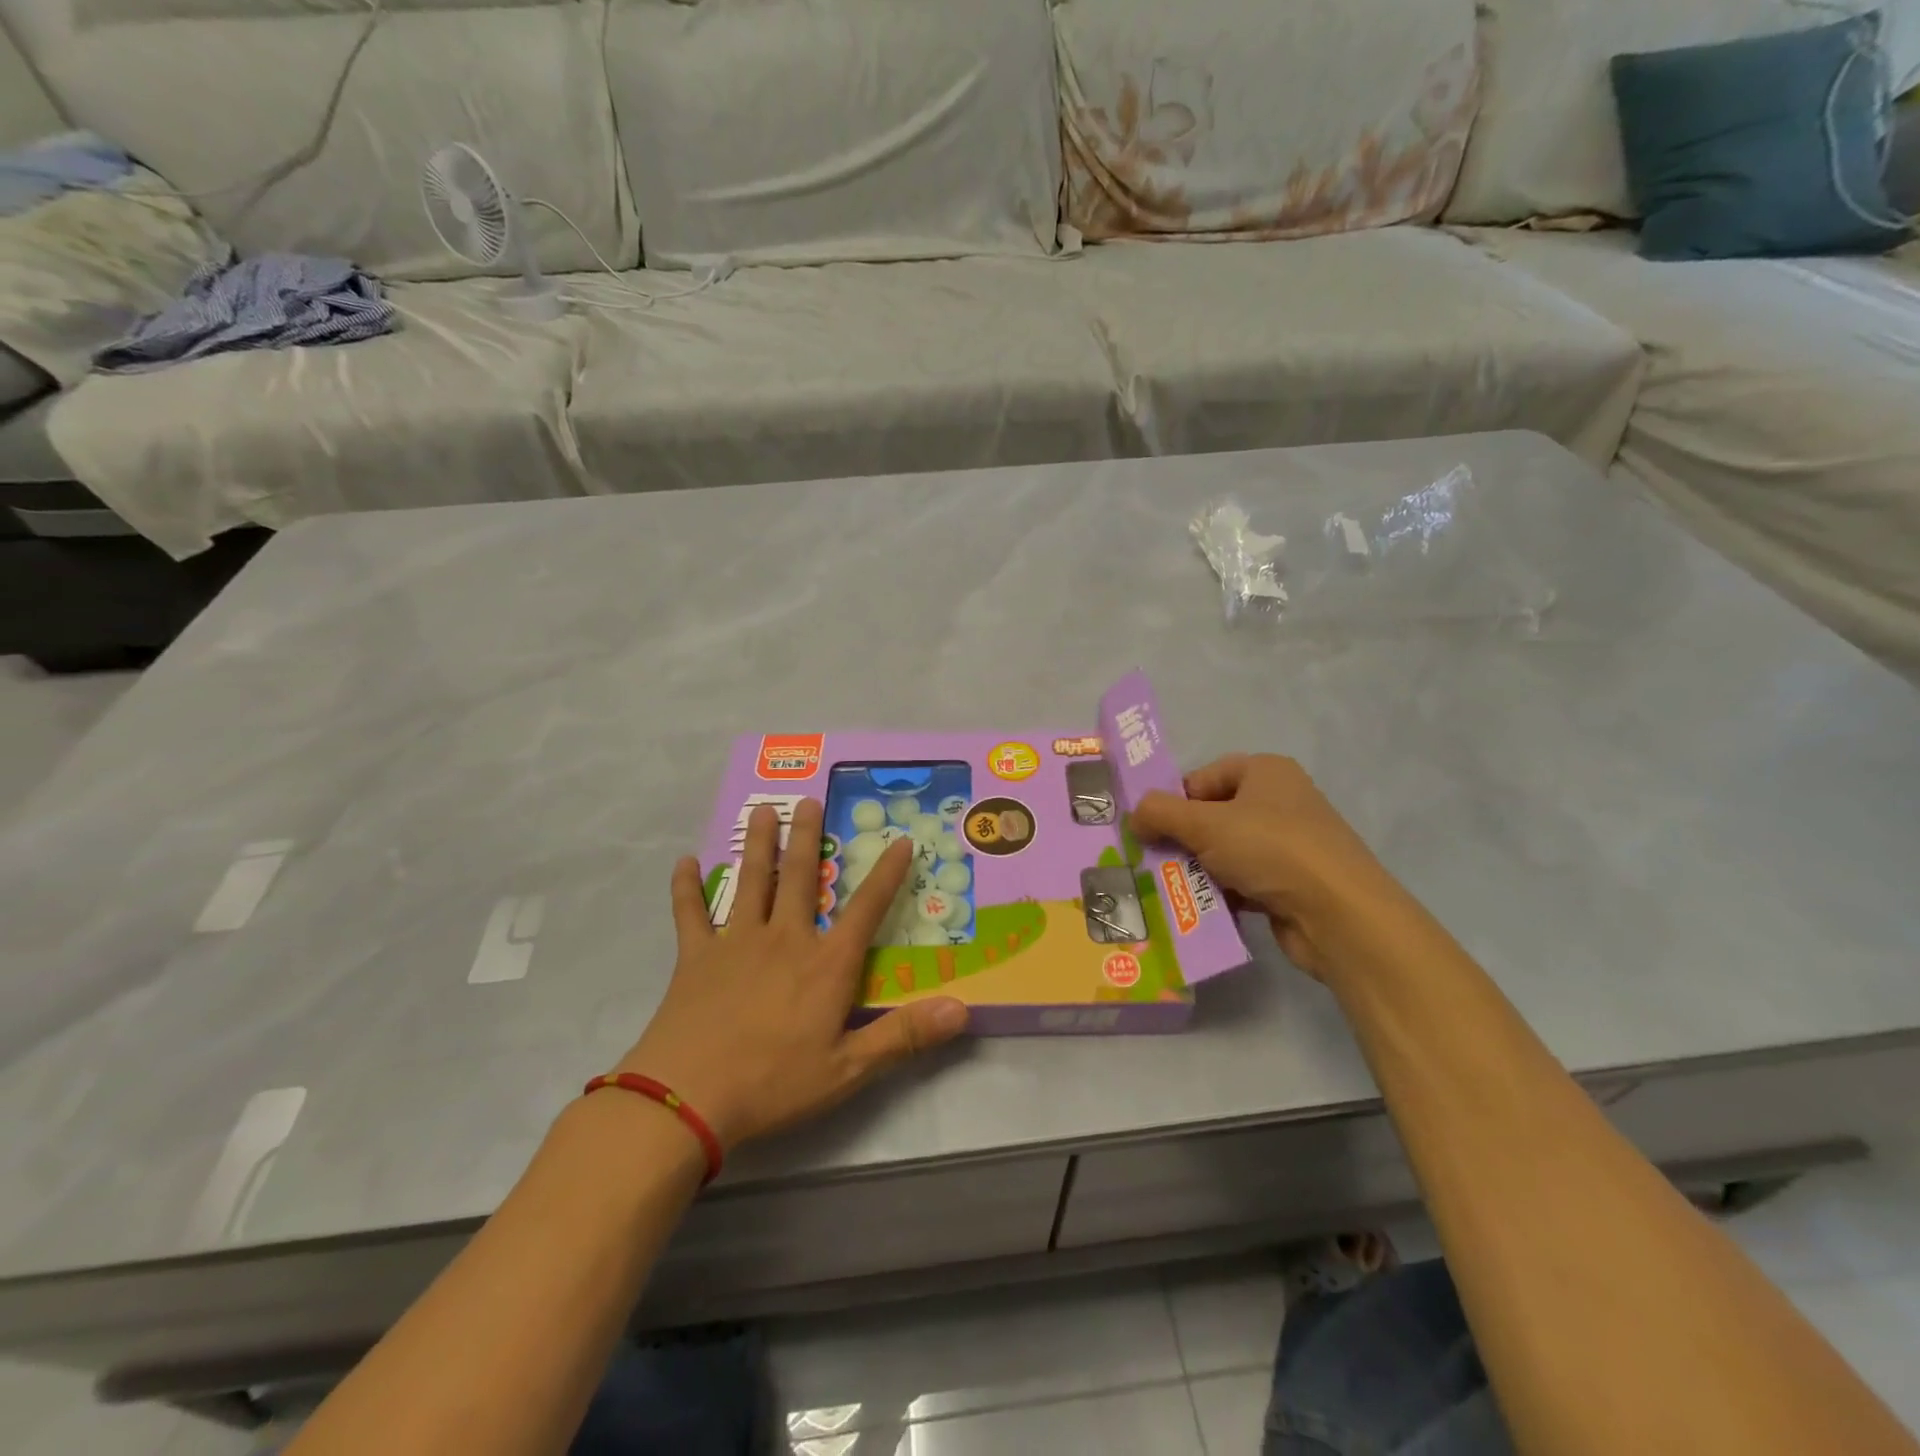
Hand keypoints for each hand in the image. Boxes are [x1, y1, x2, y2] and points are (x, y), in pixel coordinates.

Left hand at [615, 801, 969, 1151]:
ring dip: (758, 844)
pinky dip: (687, 887)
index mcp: (826, 964)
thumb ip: (904, 1036)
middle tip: (810, 800)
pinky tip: (685, 863)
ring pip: (752, 880)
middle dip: (808, 836)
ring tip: (762, 810)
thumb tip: (961, 1010)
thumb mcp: (849, 1069)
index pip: (866, 909)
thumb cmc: (774, 1083)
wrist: (686, 1099)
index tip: (900, 841)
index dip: (887, 874)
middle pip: (801, 877)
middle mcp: (785, 939)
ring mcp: (736, 942)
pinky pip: (690, 913)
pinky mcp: (695, 957)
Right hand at [1132, 754, 1407, 981]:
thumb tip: (1133, 816)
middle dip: (1183, 840)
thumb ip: (1159, 813)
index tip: (1151, 830)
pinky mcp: (1293, 883)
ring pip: (1226, 851)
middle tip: (1154, 862)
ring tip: (1173, 890)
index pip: (1203, 777)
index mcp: (1265, 772)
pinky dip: (1224, 893)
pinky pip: (1245, 881)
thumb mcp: (1204, 824)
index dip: (1174, 801)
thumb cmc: (1270, 849)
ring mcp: (1290, 844)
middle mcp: (1281, 801)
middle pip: (1213, 815)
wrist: (1340, 915)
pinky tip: (1202, 910)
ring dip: (1199, 870)